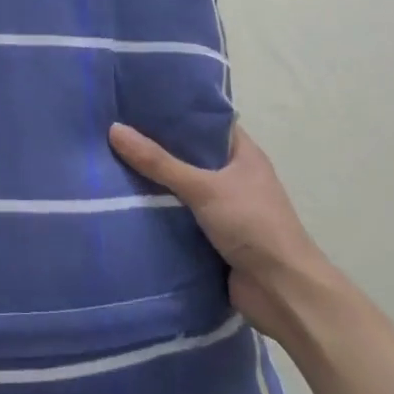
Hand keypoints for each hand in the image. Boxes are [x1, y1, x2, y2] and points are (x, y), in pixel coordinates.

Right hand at [108, 121, 331, 345]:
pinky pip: (178, 215)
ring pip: (181, 185)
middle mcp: (233, 175)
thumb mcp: (204, 187)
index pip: (205, 120)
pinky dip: (157, 210)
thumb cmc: (253, 226)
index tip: (138, 99)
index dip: (175, 109)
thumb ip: (159, 162)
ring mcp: (223, 207)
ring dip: (154, 180)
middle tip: (114, 127)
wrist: (283, 294)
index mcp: (242, 153)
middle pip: (189, 153)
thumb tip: (114, 129)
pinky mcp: (212, 236)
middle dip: (156, 144)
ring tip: (110, 159)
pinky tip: (124, 200)